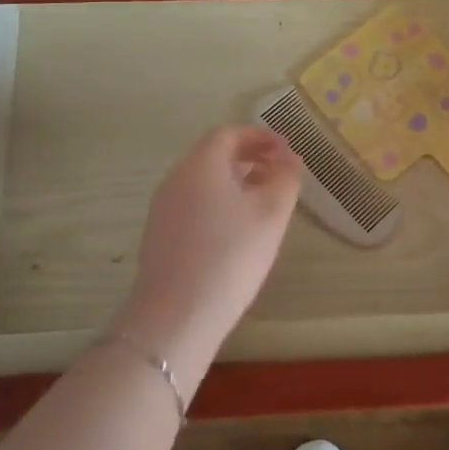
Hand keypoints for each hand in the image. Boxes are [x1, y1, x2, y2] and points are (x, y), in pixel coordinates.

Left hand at [119, 126, 300, 351]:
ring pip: (202, 179)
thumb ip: (285, 179)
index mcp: (201, 164)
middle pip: (213, 153)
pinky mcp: (160, 234)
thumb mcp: (271, 214)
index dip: (260, 136)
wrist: (176, 316)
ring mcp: (163, 207)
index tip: (286, 149)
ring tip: (264, 199)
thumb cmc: (231, 256)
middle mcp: (176, 178)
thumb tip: (289, 158)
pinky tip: (237, 228)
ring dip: (234, 179)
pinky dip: (218, 200)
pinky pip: (193, 202)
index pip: (229, 133)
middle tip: (279, 170)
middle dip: (248, 156)